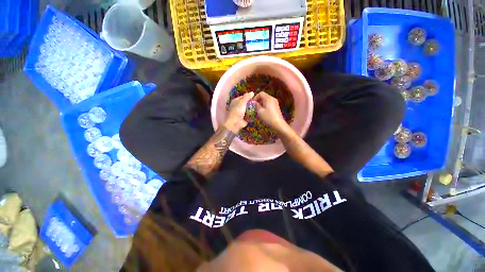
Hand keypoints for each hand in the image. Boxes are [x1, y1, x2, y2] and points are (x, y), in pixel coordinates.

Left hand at [225, 92, 254, 132]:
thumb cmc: (237, 111)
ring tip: (259, 106)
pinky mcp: (244, 118)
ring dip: (252, 108)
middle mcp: (238, 106)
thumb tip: (252, 92)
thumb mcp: (242, 102)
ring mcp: (241, 112)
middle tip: (258, 102)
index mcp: (235, 101)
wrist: (235, 123)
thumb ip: (247, 97)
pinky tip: (257, 112)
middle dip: (251, 103)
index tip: (255, 97)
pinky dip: (252, 114)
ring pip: (248, 109)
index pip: (243, 97)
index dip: (249, 96)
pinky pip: (249, 114)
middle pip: (246, 103)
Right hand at [253, 92, 288, 132]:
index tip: (252, 103)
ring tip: (258, 110)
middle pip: (264, 96)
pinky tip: (263, 112)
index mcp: (268, 98)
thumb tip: (253, 102)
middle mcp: (272, 99)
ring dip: (261, 104)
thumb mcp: (260, 111)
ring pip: (266, 100)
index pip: (260, 93)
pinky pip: (269, 104)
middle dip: (258, 101)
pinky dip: (265, 106)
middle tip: (254, 107)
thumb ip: (256, 105)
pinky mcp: (276, 107)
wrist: (278, 124)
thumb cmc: (268, 117)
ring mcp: (275, 103)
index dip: (255, 97)